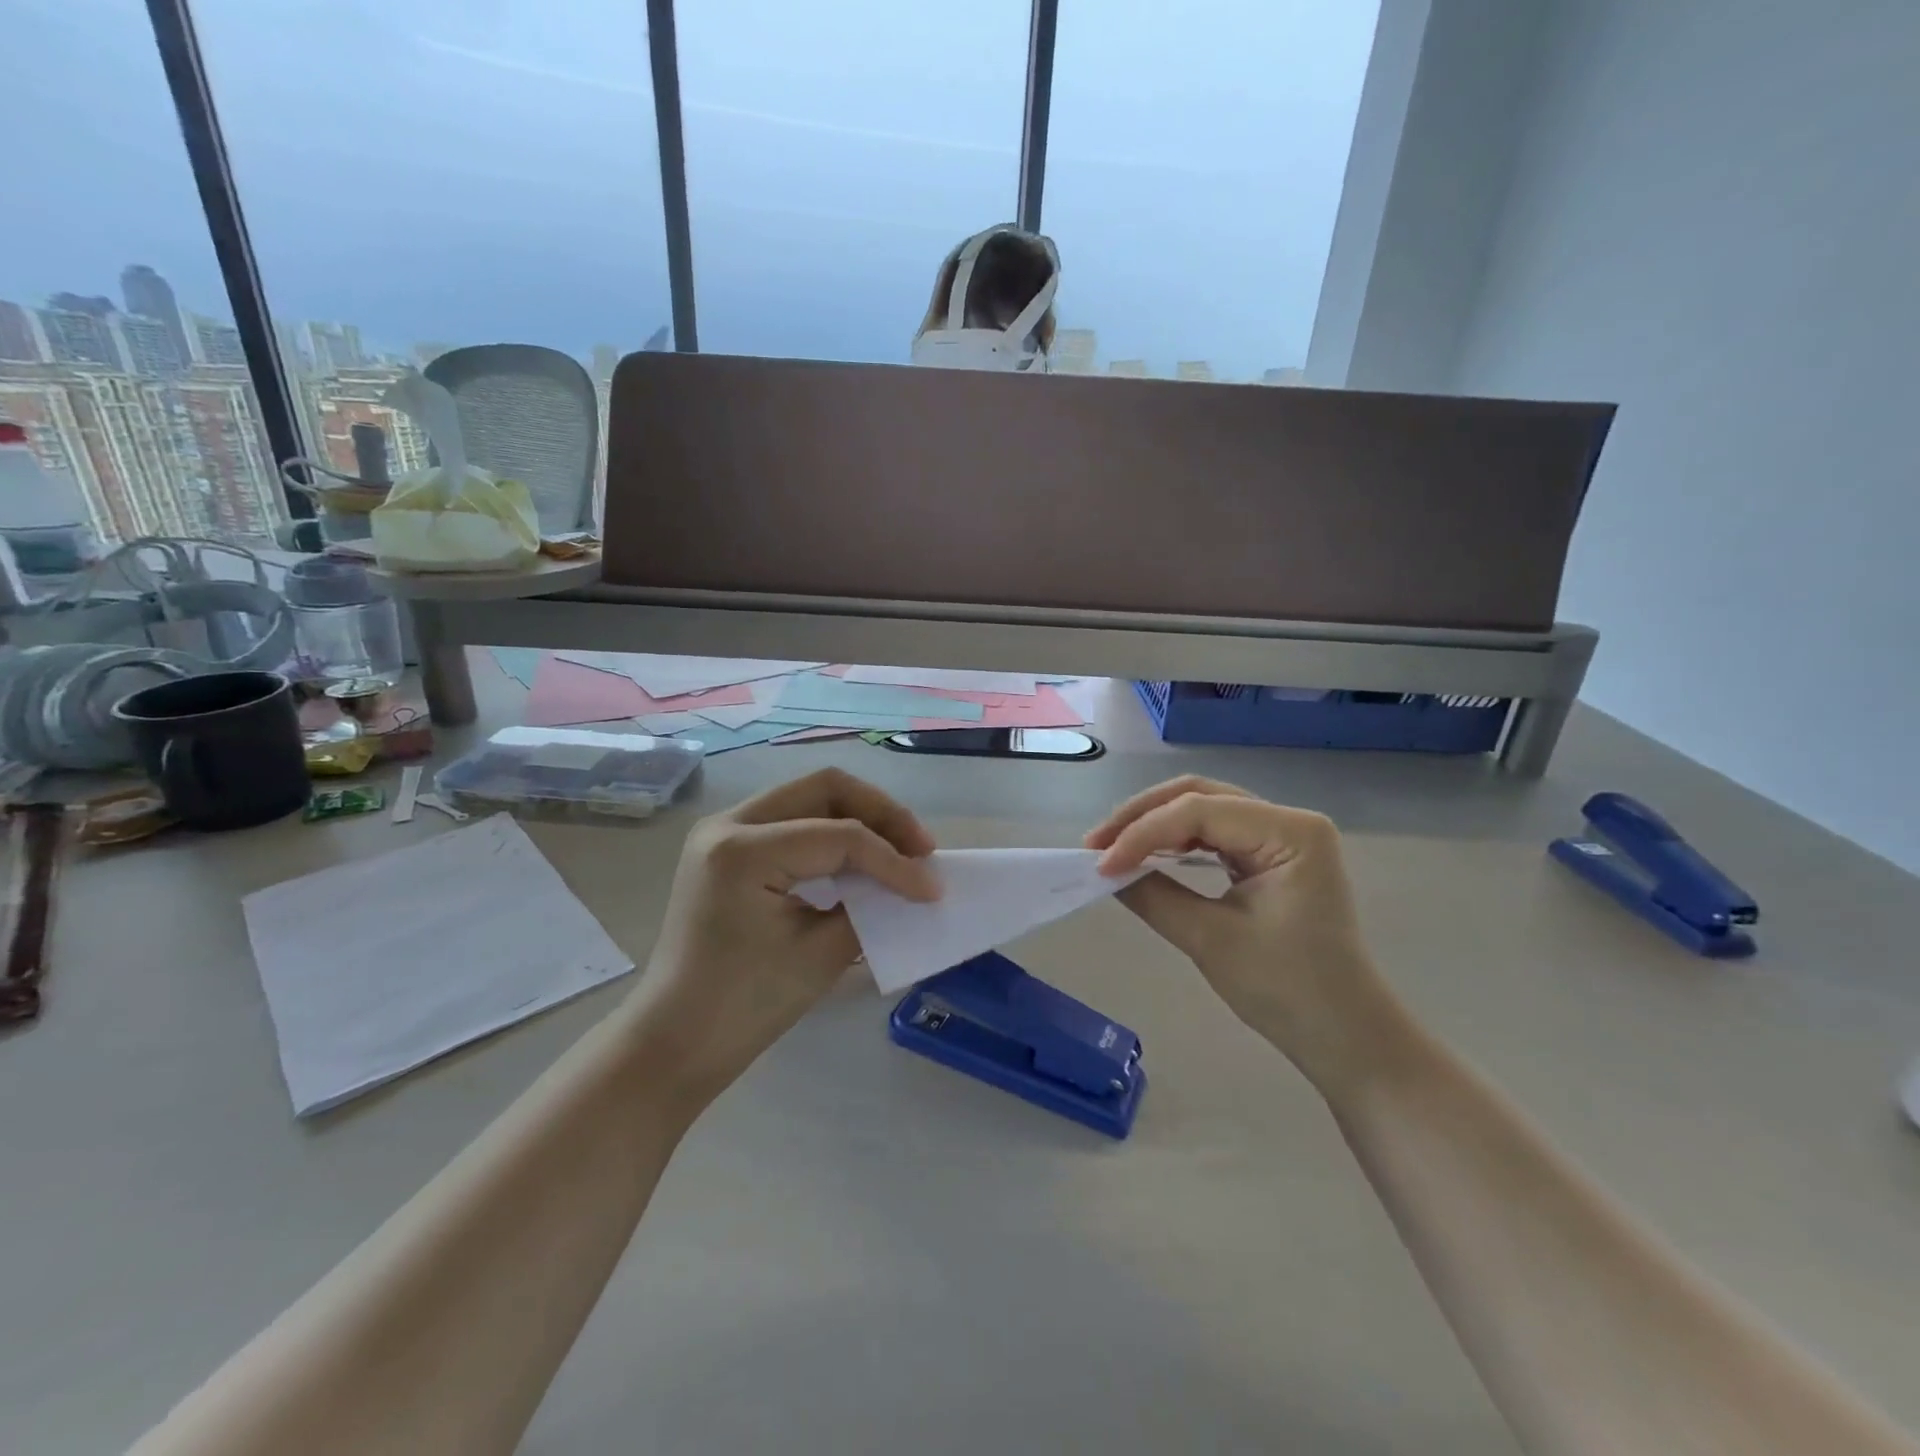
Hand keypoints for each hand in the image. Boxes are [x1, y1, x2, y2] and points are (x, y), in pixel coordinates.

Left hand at [634, 768, 938, 1105]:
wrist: (676, 1041)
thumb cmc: (743, 1007)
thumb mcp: (820, 954)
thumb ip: (870, 907)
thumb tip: (911, 884)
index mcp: (743, 850)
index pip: (840, 836)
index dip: (894, 860)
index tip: (932, 889)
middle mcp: (728, 823)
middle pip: (826, 788)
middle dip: (882, 814)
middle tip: (920, 849)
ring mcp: (724, 831)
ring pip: (810, 797)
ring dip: (860, 819)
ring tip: (900, 851)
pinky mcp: (729, 848)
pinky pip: (793, 821)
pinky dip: (832, 833)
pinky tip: (860, 861)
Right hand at [1085, 776, 1395, 1087]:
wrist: (1345, 1036)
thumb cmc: (1288, 991)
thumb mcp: (1210, 940)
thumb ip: (1153, 896)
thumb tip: (1105, 871)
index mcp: (1291, 831)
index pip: (1199, 812)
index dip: (1142, 833)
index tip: (1100, 864)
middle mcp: (1289, 820)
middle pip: (1199, 796)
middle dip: (1142, 817)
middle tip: (1096, 845)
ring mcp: (1282, 836)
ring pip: (1203, 810)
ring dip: (1154, 826)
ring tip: (1112, 849)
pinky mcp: (1270, 856)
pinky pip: (1214, 834)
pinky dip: (1175, 842)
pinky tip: (1146, 855)